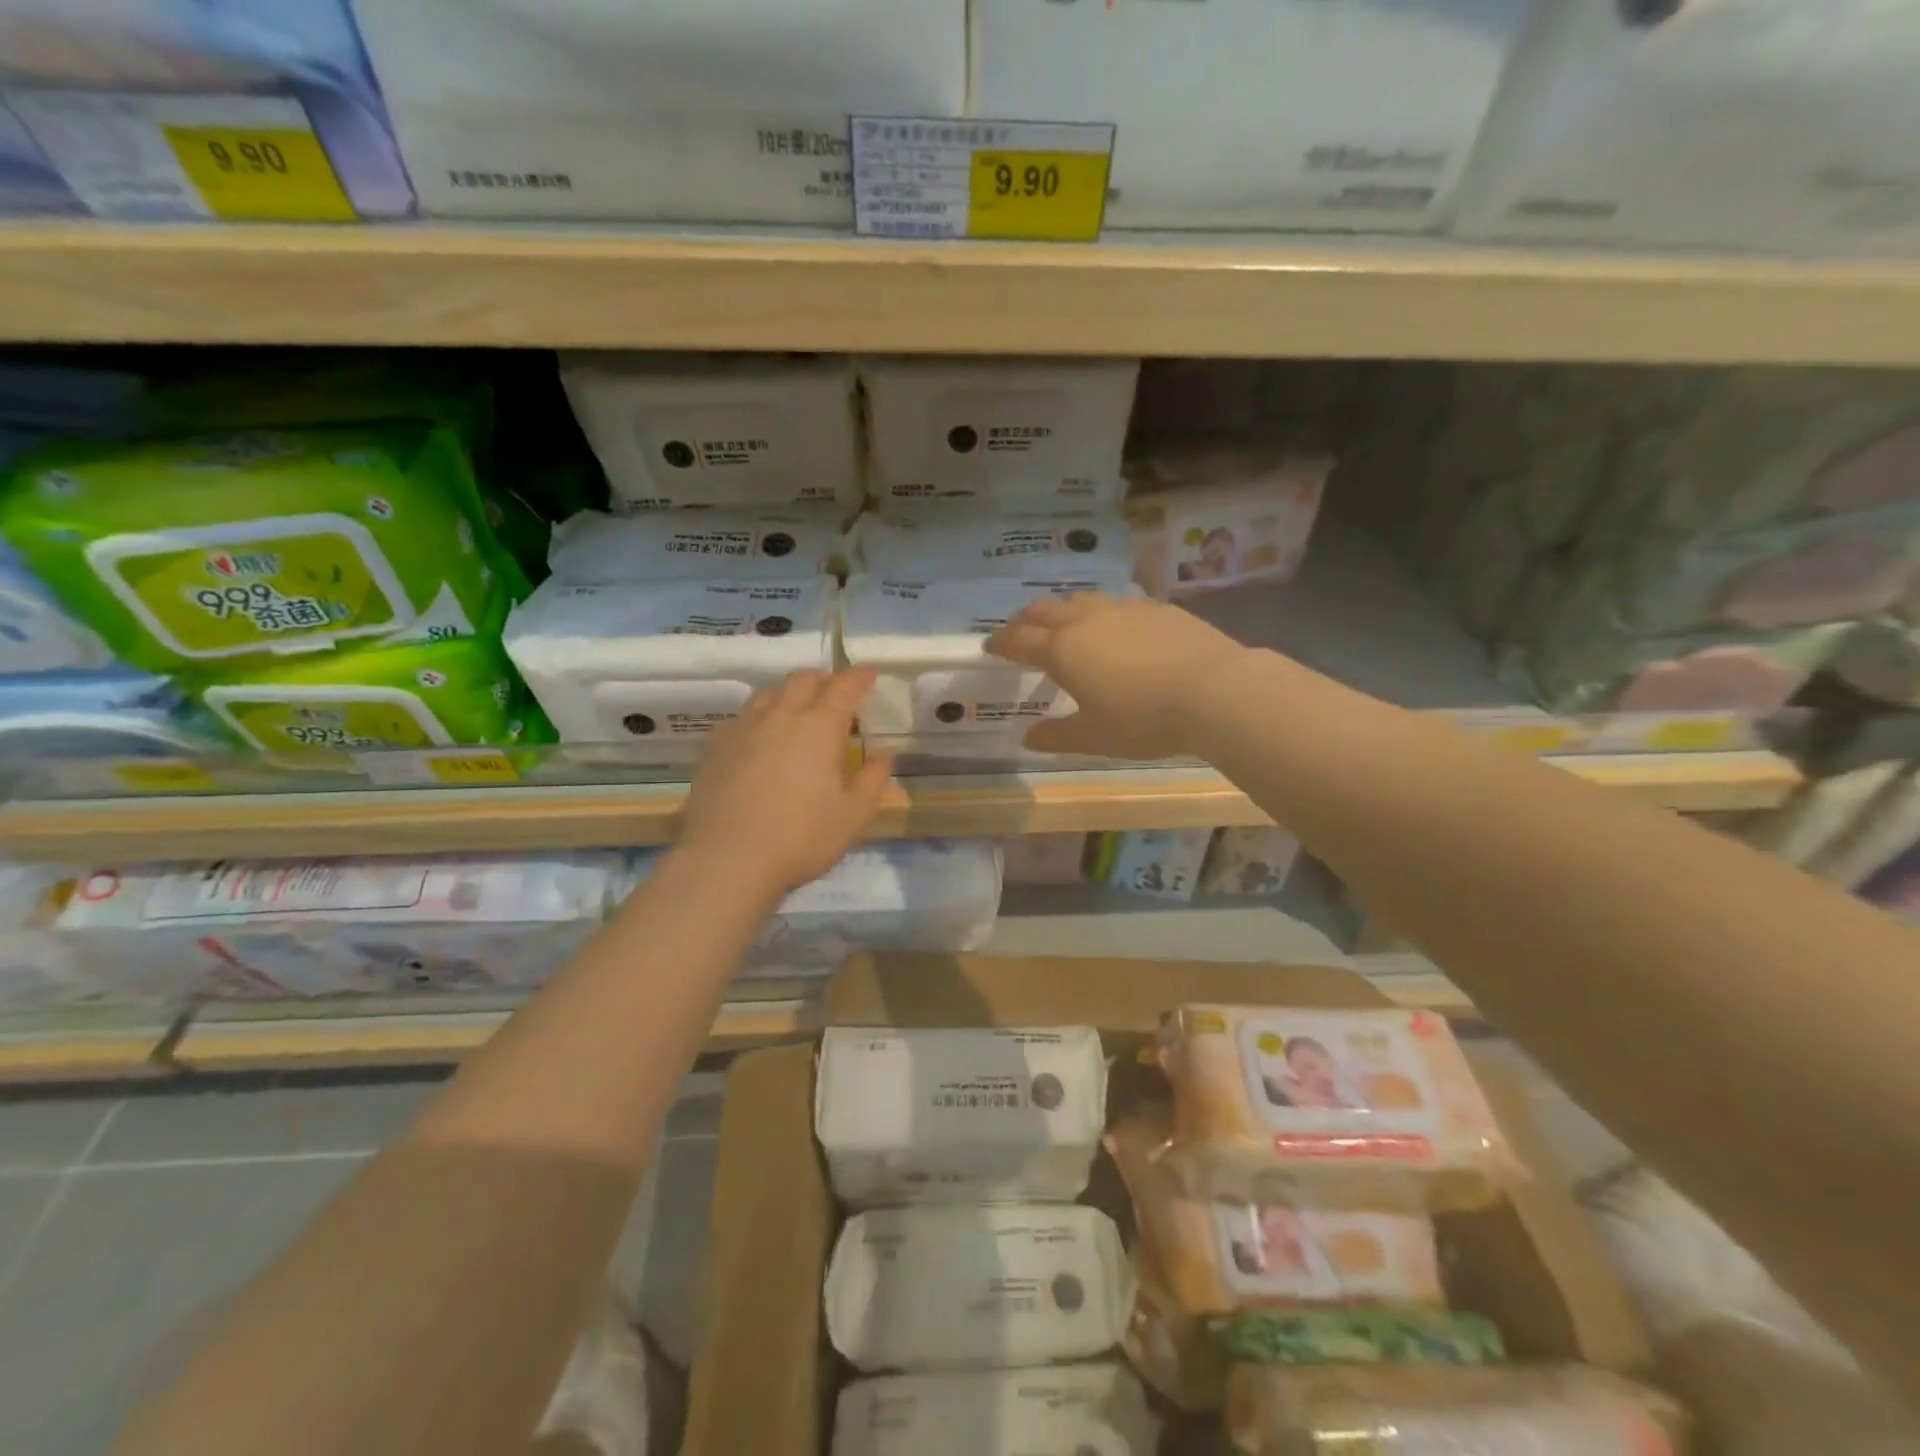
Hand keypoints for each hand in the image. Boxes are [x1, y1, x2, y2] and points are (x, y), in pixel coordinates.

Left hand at [677, 669, 893, 894]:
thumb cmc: (802, 836)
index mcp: (820, 727)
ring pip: (768, 693)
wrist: (727, 857)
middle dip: (823, 679)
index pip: (844, 687)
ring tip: (797, 709)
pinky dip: (760, 717)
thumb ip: (872, 779)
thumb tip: (883, 754)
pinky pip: (742, 717)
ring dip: (788, 692)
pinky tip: (760, 738)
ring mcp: (743, 728)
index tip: (869, 673)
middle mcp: (781, 716)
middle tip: (835, 692)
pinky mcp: (716, 747)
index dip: (859, 677)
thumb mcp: (853, 815)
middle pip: (803, 680)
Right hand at [988, 593, 1245, 759]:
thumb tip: (1028, 738)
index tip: (991, 647)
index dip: (1002, 643)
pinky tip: (1117, 629)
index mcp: (1063, 650)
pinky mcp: (1157, 607)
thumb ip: (1057, 736)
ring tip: (1065, 625)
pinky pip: (1118, 603)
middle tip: (1019, 633)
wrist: (1215, 690)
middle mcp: (1086, 620)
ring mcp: (1123, 609)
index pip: (1019, 640)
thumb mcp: (1095, 737)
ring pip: (1081, 599)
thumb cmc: (1144, 720)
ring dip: (1063, 610)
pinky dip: (1103, 613)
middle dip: (1025, 620)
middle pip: (1044, 610)